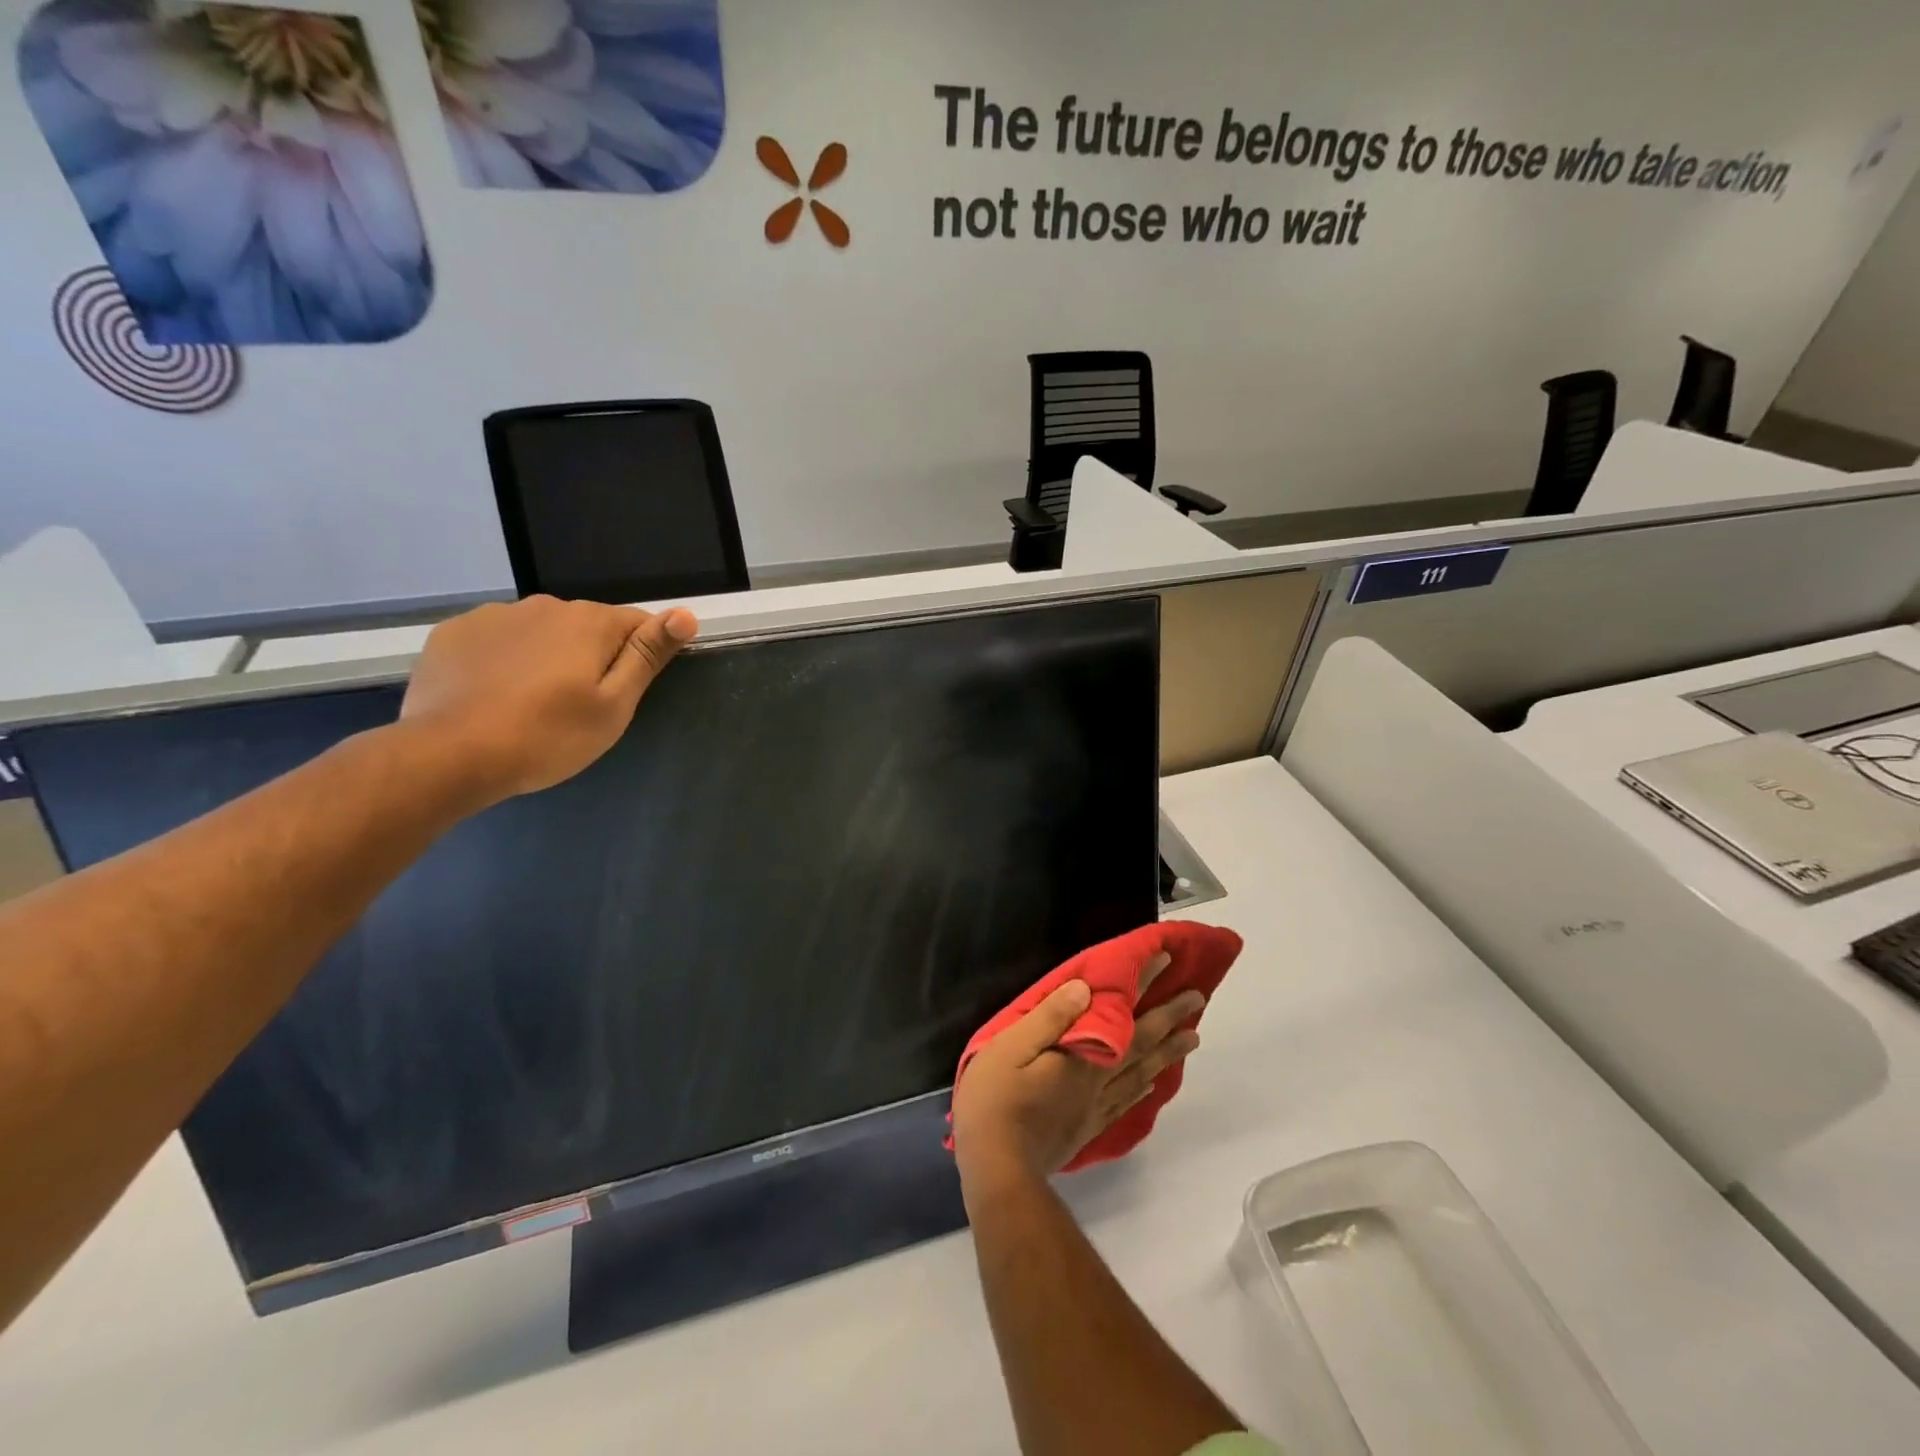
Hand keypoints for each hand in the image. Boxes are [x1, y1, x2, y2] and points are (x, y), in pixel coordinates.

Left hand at [399, 595, 697, 806]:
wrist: (449, 755)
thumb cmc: (548, 736)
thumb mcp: (614, 705)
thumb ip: (647, 655)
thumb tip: (685, 614)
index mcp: (590, 622)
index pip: (638, 624)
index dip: (642, 655)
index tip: (627, 692)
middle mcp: (544, 605)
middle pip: (587, 627)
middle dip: (592, 657)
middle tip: (580, 707)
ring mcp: (493, 616)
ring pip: (540, 632)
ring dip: (547, 657)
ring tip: (533, 704)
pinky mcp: (453, 633)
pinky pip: (497, 641)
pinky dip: (504, 661)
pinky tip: (494, 696)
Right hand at [951, 953, 1203, 1188]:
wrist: (997, 1173)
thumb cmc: (995, 1102)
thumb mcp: (1010, 1048)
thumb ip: (1049, 1019)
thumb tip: (1084, 988)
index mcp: (1082, 1057)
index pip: (1121, 1014)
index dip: (1141, 985)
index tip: (1166, 961)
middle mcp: (1097, 1080)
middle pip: (1141, 1045)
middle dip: (1169, 1019)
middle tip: (1196, 998)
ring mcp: (1094, 1108)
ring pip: (1141, 1073)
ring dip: (1167, 1052)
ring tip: (1191, 1038)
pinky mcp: (1086, 1129)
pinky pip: (1126, 1102)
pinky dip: (1144, 1087)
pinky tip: (1151, 1083)